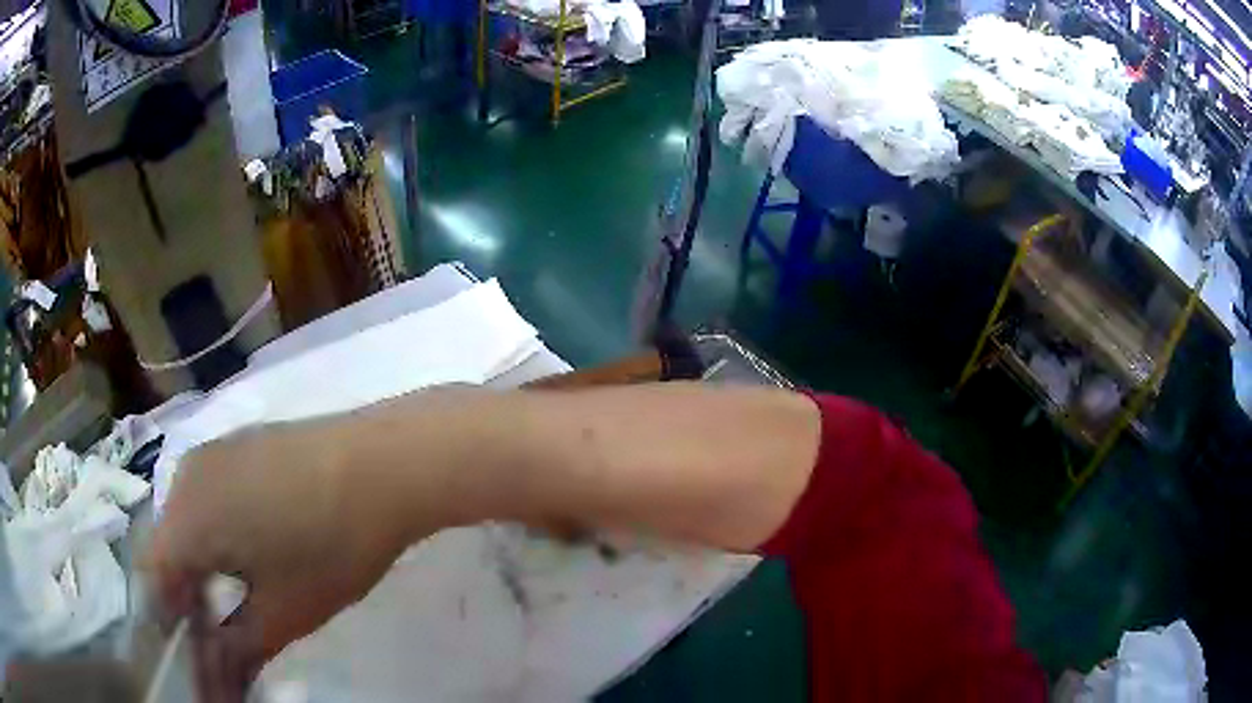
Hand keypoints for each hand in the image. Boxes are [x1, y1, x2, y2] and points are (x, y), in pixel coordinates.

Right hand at [146, 420, 412, 701]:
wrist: (384, 464)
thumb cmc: (331, 547)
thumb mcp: (282, 615)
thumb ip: (237, 653)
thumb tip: (215, 690)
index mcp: (184, 520)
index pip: (153, 580)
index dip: (169, 624)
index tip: (197, 653)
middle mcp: (184, 477)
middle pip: (167, 551)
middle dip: (187, 602)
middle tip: (219, 639)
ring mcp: (211, 453)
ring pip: (185, 524)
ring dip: (200, 569)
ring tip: (233, 604)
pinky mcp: (236, 444)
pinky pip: (206, 497)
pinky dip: (214, 535)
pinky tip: (247, 556)